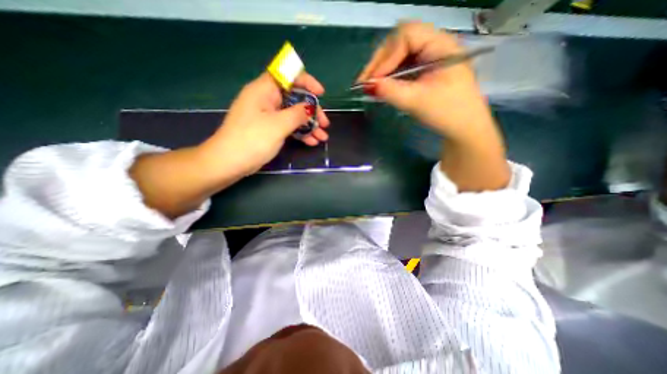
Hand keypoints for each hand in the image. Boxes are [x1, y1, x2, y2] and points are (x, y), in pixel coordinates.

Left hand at [202, 73, 329, 177]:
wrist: (230, 162)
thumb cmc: (252, 139)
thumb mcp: (278, 125)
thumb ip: (297, 114)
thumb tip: (310, 107)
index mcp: (264, 90)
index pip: (288, 75)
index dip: (306, 81)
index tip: (320, 94)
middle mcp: (266, 100)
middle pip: (294, 98)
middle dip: (312, 111)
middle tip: (325, 124)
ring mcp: (268, 116)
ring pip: (293, 115)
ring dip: (309, 125)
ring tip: (322, 137)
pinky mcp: (269, 129)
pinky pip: (288, 126)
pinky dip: (300, 133)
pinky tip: (311, 142)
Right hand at [360, 22, 511, 192]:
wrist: (464, 128)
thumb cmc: (447, 113)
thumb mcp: (417, 102)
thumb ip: (391, 91)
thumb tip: (368, 85)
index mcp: (441, 45)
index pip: (406, 36)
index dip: (386, 57)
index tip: (372, 80)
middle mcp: (435, 44)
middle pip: (400, 41)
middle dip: (380, 61)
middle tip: (365, 82)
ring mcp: (430, 57)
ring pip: (399, 54)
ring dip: (383, 68)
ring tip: (371, 85)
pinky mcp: (425, 70)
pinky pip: (403, 66)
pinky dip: (390, 75)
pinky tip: (383, 86)